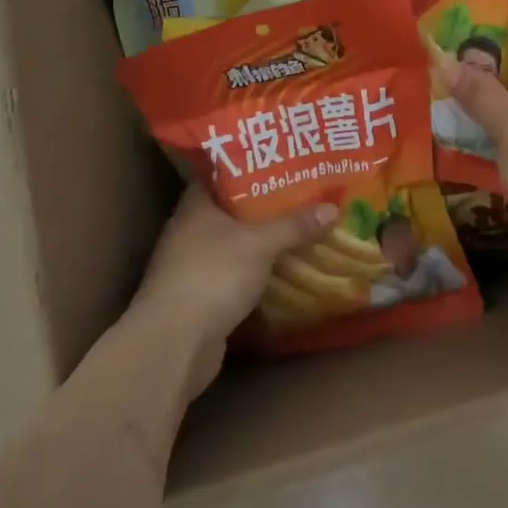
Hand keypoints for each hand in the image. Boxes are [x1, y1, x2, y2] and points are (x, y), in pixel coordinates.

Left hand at [133, 187, 337, 399]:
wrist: (175, 343)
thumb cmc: (213, 275)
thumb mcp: (260, 244)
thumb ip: (294, 225)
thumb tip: (332, 207)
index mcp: (196, 206)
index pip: (222, 175)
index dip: (250, 167)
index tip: (281, 163)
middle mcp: (189, 231)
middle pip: (232, 210)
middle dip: (264, 206)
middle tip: (302, 194)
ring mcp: (192, 266)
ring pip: (234, 244)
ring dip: (261, 242)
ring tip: (299, 228)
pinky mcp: (200, 297)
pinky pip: (234, 274)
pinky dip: (256, 272)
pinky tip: (282, 269)